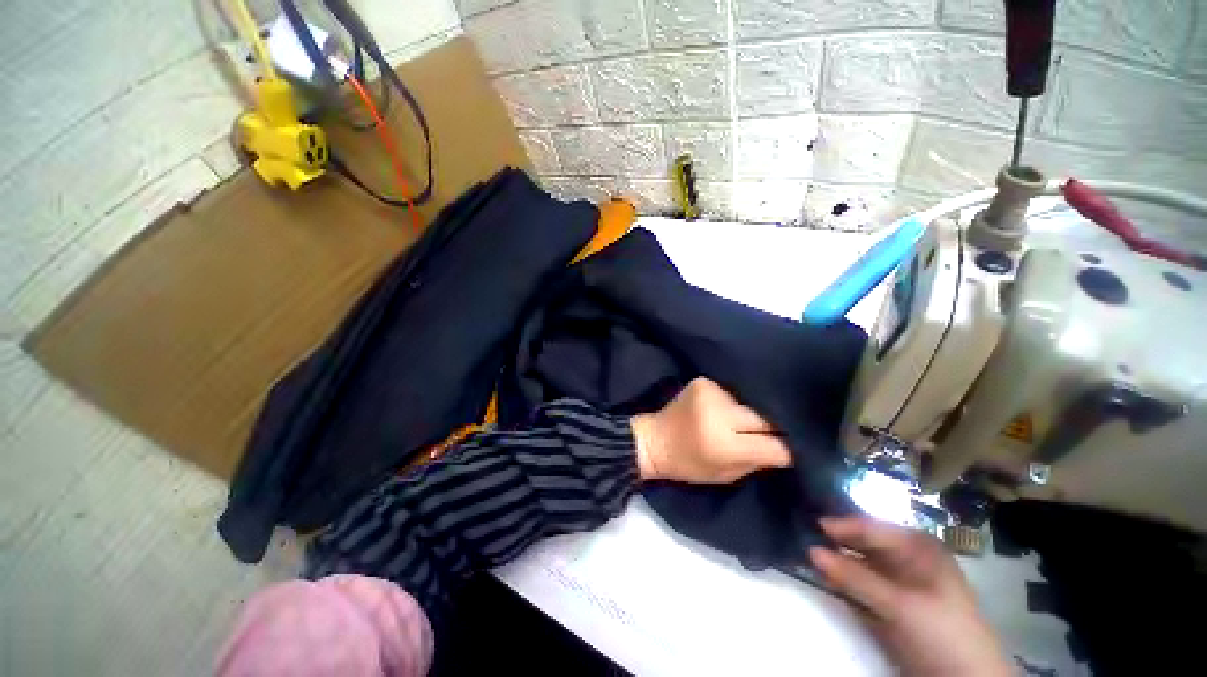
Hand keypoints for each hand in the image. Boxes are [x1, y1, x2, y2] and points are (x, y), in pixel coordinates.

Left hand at [630, 377, 790, 483]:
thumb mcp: (727, 474)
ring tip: (756, 419)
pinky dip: (738, 401)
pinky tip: (735, 407)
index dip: (787, 448)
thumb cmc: (689, 464)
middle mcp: (718, 412)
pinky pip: (734, 392)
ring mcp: (711, 392)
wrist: (655, 439)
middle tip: (784, 431)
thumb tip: (790, 447)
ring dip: (756, 411)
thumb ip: (759, 460)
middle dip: (776, 426)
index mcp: (723, 443)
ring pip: (751, 402)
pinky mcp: (704, 381)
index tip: (797, 449)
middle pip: (765, 417)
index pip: (774, 445)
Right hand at [809, 517, 1011, 676]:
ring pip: (860, 562)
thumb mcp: (899, 605)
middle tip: (801, 533)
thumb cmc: (941, 632)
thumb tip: (810, 549)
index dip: (840, 525)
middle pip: (863, 542)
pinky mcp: (892, 602)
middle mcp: (907, 557)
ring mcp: (899, 580)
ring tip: (805, 553)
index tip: (809, 523)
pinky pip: (862, 583)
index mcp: (917, 547)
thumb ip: (855, 577)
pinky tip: (824, 576)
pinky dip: (843, 580)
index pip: (871, 527)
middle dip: (835, 540)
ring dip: (836, 560)